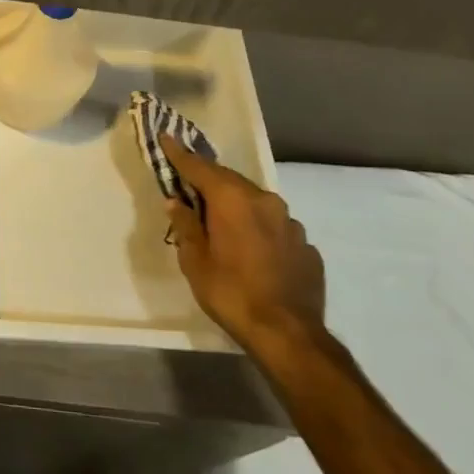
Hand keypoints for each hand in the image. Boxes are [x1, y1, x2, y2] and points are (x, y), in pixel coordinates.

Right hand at [159, 134, 326, 366]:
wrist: (289, 335)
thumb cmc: (231, 293)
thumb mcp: (195, 261)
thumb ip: (186, 225)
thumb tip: (177, 202)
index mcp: (233, 199)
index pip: (199, 168)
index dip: (179, 154)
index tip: (166, 138)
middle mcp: (265, 201)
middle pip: (230, 182)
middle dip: (209, 182)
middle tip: (191, 188)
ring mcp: (291, 223)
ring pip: (256, 204)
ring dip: (237, 207)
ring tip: (223, 224)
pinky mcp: (307, 247)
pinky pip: (276, 228)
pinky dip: (260, 230)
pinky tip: (254, 251)